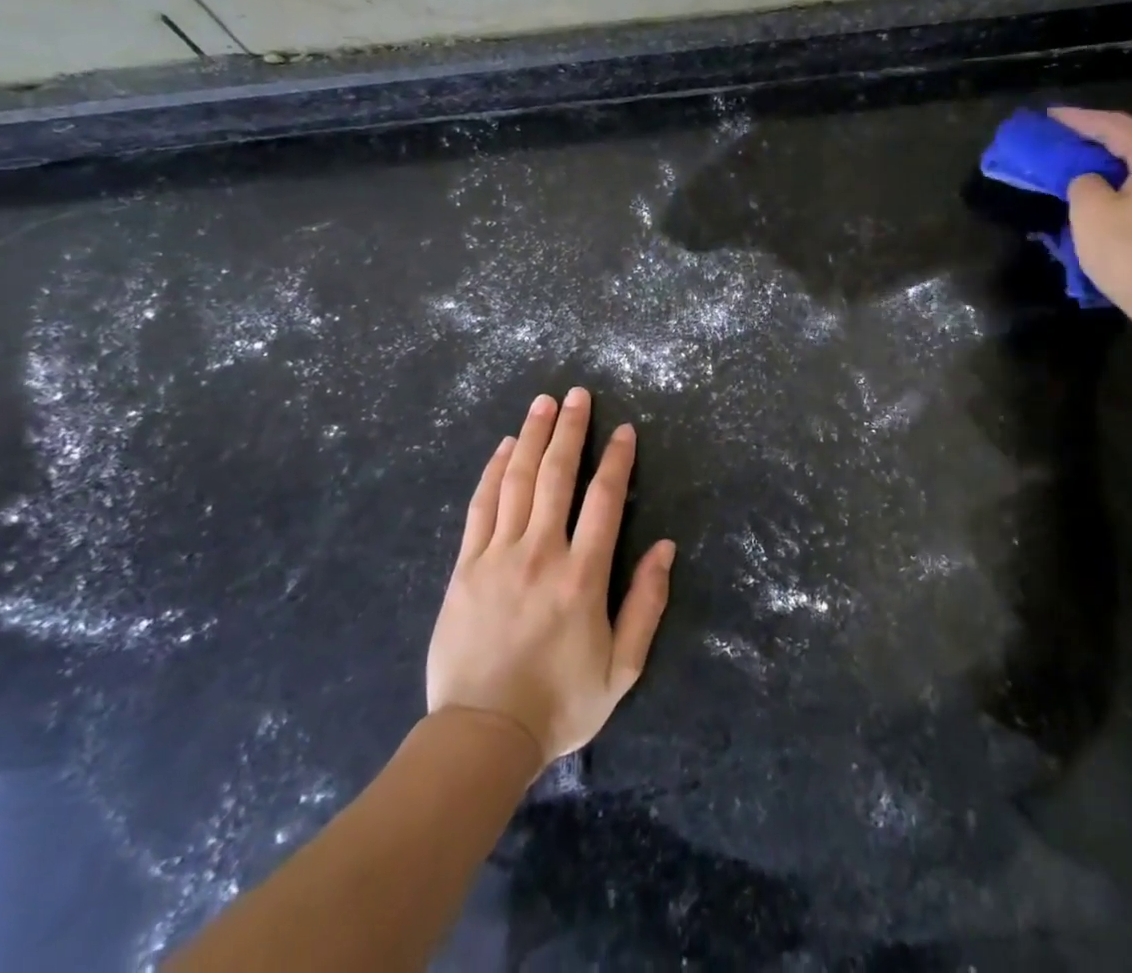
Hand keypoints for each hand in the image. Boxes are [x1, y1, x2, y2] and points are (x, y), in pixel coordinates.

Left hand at [425, 388, 675, 766]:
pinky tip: (504, 448)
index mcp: (583, 576)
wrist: (481, 736)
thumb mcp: (621, 667)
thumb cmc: (559, 704)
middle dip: (570, 430)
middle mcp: (541, 553)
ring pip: (517, 481)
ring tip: (543, 403)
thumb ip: (646, 604)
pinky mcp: (466, 566)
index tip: (623, 430)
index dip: (616, 460)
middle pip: (557, 476)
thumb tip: (665, 548)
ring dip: (532, 437)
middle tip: (577, 394)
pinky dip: (494, 471)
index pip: (604, 500)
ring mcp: (498, 556)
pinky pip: (481, 506)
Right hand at [1049, 106, 1131, 327]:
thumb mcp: (1090, 212)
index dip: (1076, 119)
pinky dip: (1128, 186)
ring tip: (1081, 167)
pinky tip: (1110, 198)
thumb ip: (1082, 183)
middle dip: (1096, 140)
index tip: (1047, 116)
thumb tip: (1091, 181)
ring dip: (1112, 165)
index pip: (1112, 125)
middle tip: (1062, 140)